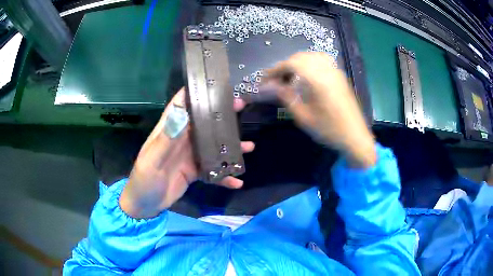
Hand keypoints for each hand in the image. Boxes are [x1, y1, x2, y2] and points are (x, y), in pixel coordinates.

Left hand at [120, 88, 254, 218]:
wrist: (146, 204)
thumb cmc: (144, 180)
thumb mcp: (153, 159)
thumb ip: (167, 138)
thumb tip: (180, 111)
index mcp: (169, 130)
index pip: (181, 104)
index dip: (195, 91)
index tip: (214, 83)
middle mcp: (181, 139)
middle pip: (203, 121)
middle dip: (221, 114)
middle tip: (241, 106)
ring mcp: (189, 155)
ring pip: (212, 145)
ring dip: (229, 145)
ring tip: (249, 146)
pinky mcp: (195, 171)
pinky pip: (213, 170)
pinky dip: (225, 175)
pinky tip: (237, 180)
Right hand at [266, 52, 375, 167]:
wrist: (355, 136)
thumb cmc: (329, 130)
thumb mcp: (304, 117)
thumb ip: (286, 97)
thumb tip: (271, 86)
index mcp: (317, 80)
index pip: (291, 64)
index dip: (275, 69)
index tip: (265, 79)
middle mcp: (327, 70)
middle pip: (300, 57)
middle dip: (285, 66)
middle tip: (276, 81)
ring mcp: (335, 71)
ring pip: (311, 56)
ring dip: (297, 63)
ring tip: (290, 77)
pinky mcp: (340, 76)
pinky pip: (322, 60)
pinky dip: (309, 63)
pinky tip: (307, 76)